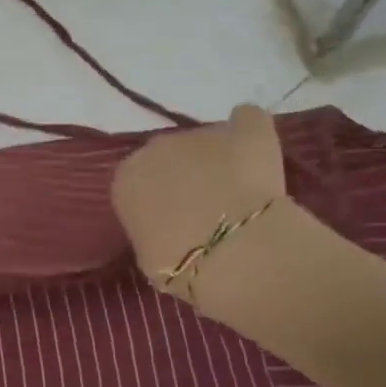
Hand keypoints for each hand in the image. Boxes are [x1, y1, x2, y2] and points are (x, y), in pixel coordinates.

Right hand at [111, 104, 287, 300]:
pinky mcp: (245, 131)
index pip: (138, 180)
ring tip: (241, 191)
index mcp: (127, 178)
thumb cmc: (182, 266)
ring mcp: (200, 134)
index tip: (173, 218)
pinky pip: (247, 120)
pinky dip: (250, 130)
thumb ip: (151, 230)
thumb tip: (165, 228)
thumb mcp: (149, 257)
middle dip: (186, 173)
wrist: (233, 253)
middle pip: (169, 154)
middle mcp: (156, 147)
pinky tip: (258, 150)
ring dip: (218, 160)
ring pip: (207, 141)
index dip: (157, 197)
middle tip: (207, 205)